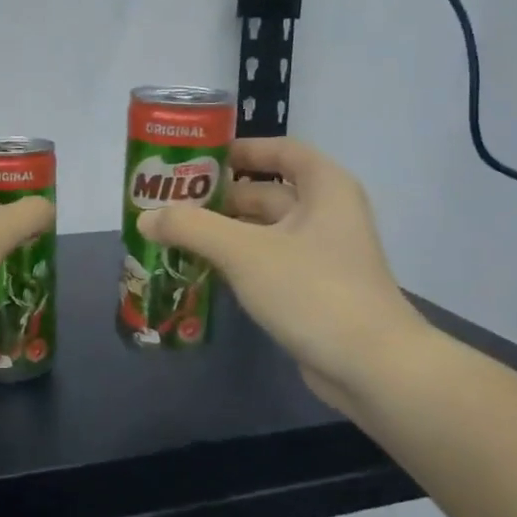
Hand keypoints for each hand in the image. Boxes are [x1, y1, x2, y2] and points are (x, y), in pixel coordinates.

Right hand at [136, 138, 426, 410]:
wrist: (371, 366)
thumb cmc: (312, 290)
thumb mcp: (244, 252)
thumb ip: (192, 228)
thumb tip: (145, 218)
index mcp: (324, 188)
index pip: (279, 151)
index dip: (239, 150)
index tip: (196, 159)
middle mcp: (326, 213)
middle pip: (265, 193)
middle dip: (218, 199)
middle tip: (168, 204)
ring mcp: (320, 254)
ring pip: (263, 232)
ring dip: (222, 233)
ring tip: (172, 235)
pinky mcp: (312, 289)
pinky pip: (267, 263)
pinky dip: (236, 262)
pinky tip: (199, 269)